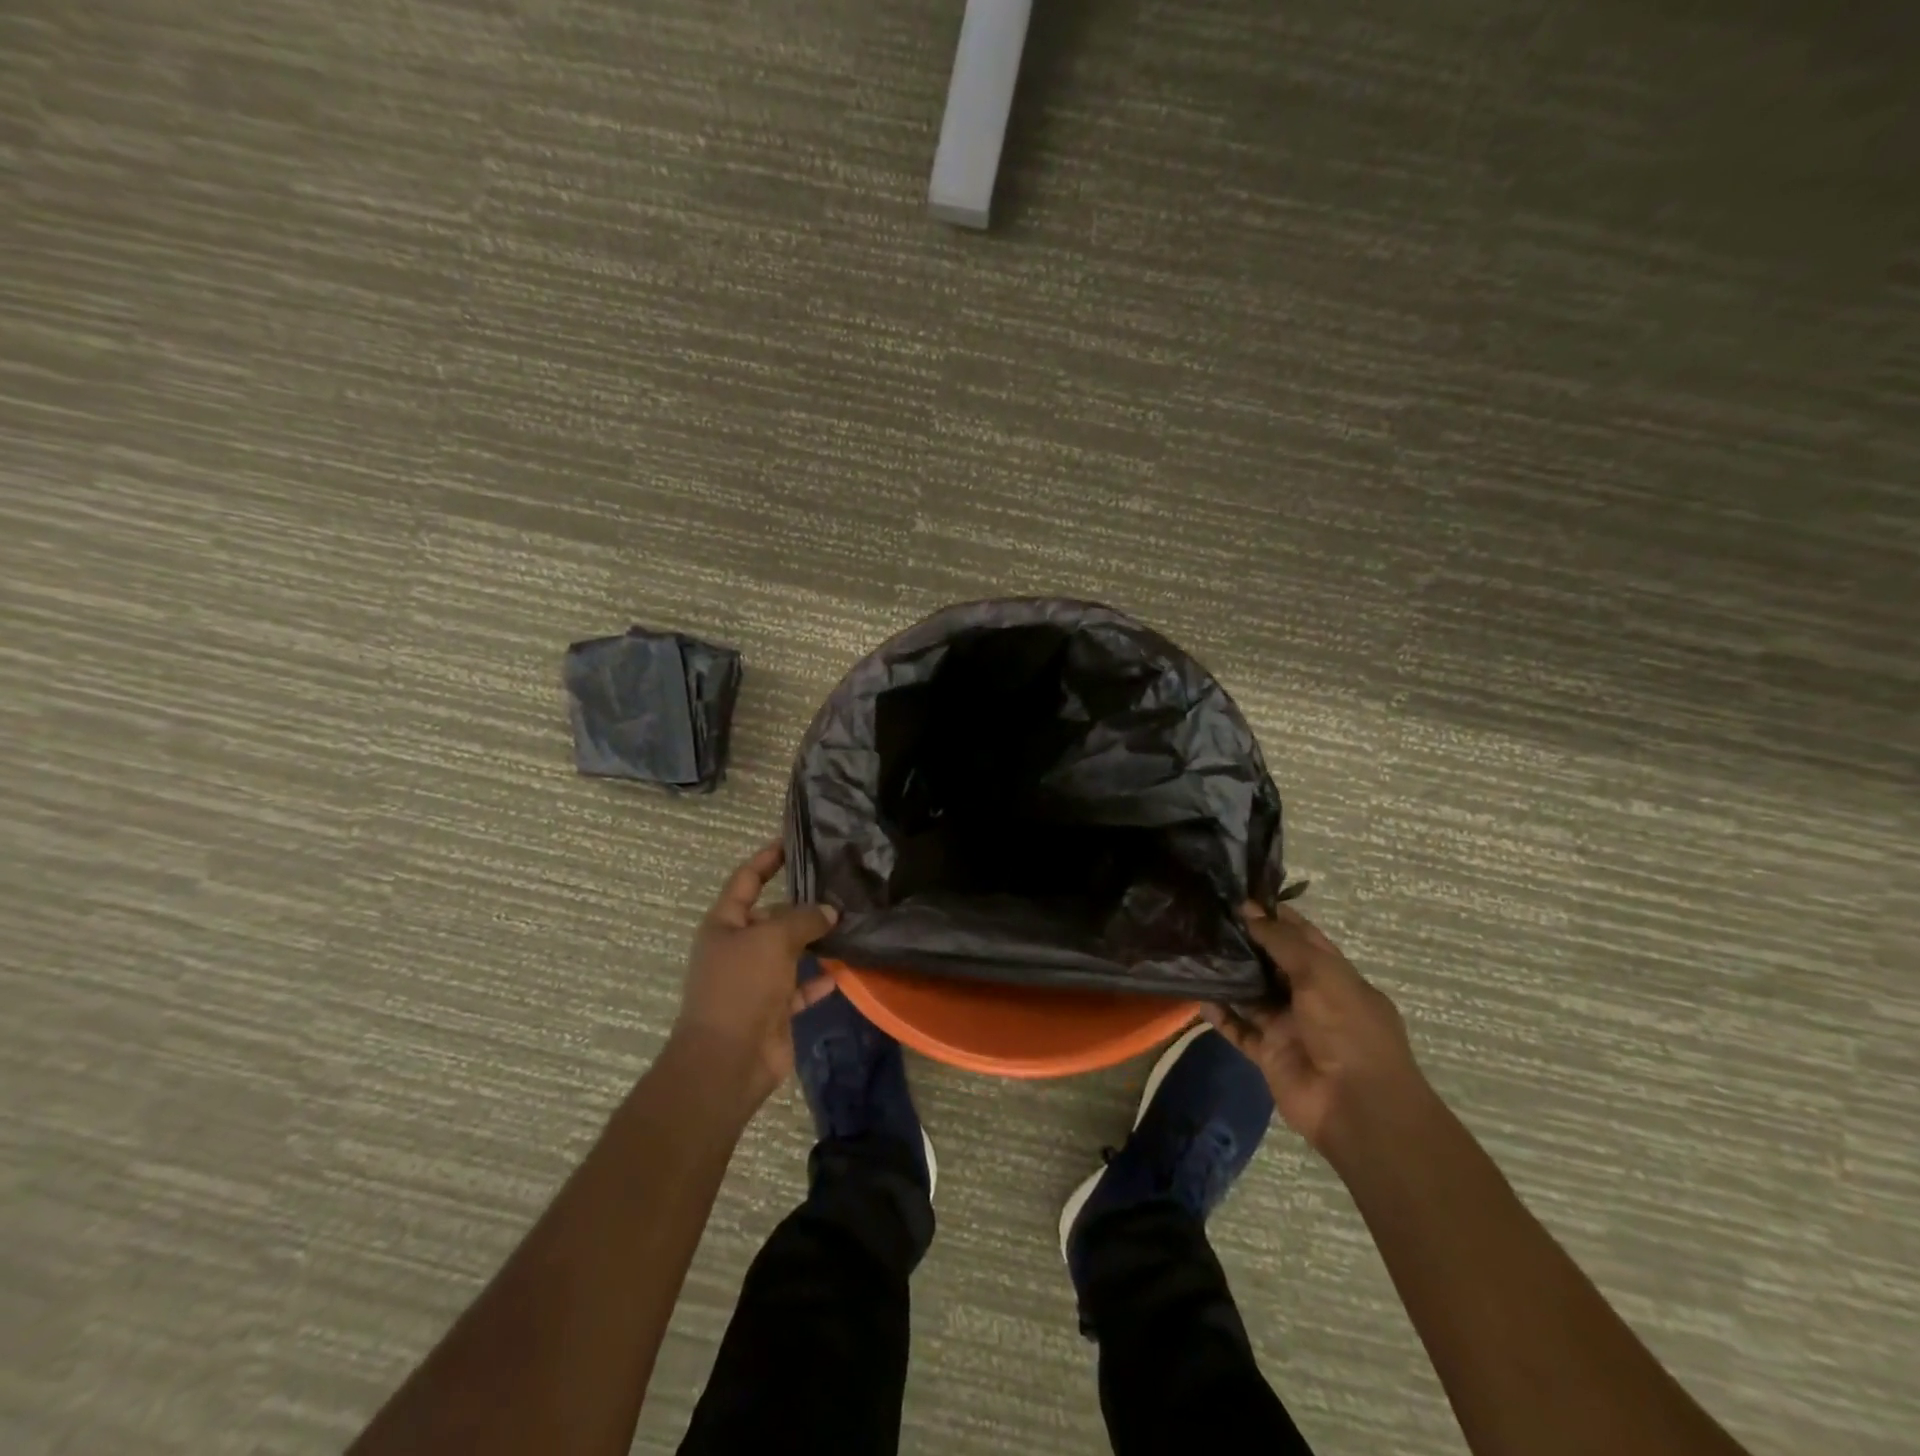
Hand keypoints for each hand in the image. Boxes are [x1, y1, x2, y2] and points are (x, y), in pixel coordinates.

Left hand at [672, 841, 839, 1108]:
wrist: (727, 1061)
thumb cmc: (740, 988)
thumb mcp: (771, 940)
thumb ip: (802, 919)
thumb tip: (828, 912)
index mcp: (725, 924)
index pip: (746, 880)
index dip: (766, 859)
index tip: (791, 842)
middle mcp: (739, 948)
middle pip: (773, 916)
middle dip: (803, 904)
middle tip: (841, 887)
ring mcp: (756, 980)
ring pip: (791, 951)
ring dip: (816, 941)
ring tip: (851, 922)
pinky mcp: (774, 1009)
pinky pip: (801, 986)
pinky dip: (820, 978)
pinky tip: (844, 969)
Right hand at [1202, 902, 1427, 1157]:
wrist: (1356, 1106)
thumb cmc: (1347, 1028)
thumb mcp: (1320, 973)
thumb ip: (1281, 941)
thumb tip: (1249, 910)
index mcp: (1335, 976)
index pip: (1302, 937)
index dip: (1274, 916)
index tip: (1238, 897)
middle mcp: (1312, 998)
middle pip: (1273, 964)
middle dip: (1246, 944)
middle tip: (1207, 920)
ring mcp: (1290, 1027)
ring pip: (1253, 996)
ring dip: (1230, 978)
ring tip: (1196, 951)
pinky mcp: (1271, 1054)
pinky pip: (1241, 1030)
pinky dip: (1222, 1016)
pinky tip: (1200, 998)